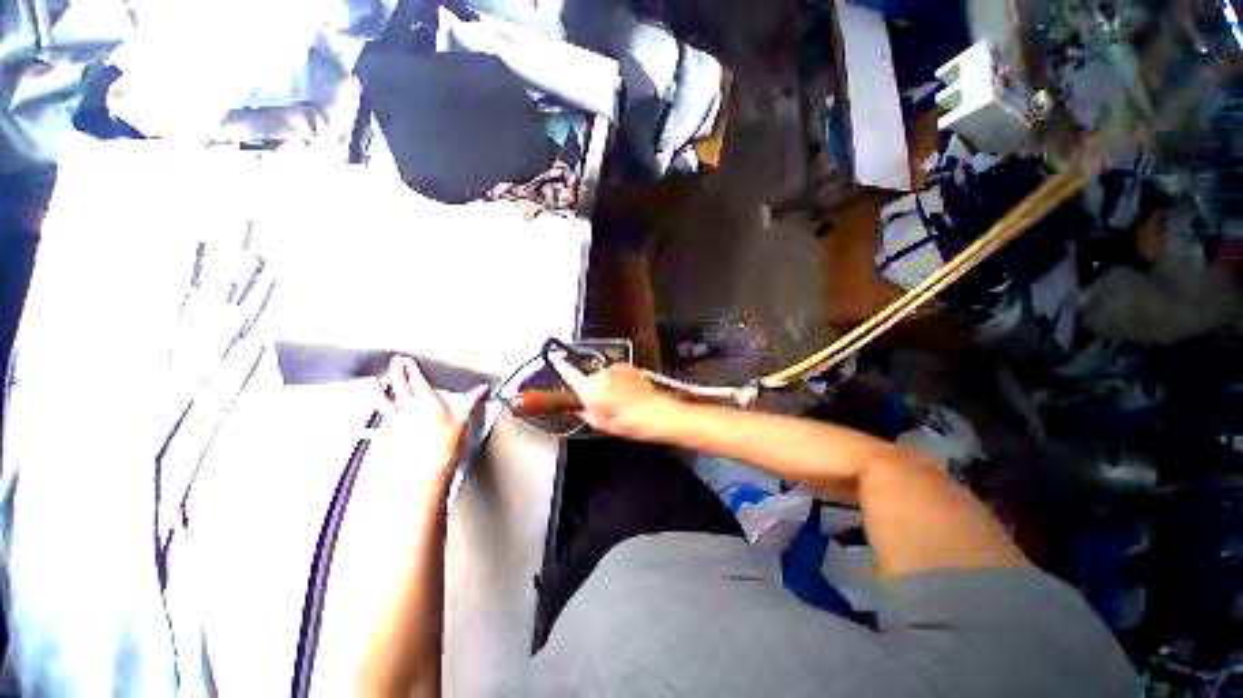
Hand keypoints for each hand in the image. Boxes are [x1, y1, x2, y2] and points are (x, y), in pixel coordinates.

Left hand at [377, 355, 486, 480]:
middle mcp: (409, 408)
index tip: (407, 360)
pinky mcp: (392, 431)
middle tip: (395, 361)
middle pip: (400, 385)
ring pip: (385, 398)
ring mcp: (398, 420)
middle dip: (397, 371)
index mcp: (428, 401)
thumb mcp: (464, 418)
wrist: (429, 468)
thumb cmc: (447, 444)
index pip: (417, 380)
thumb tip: (483, 389)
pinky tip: (381, 405)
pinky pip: (383, 413)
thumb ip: (472, 400)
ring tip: (375, 380)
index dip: (411, 368)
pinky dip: (380, 405)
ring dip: (380, 387)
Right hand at [550, 361, 676, 440]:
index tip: (555, 360)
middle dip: (592, 389)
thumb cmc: (629, 421)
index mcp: (590, 387)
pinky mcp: (630, 367)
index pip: (569, 373)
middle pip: (589, 378)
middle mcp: (602, 373)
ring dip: (608, 385)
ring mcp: (617, 368)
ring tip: (619, 402)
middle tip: (602, 405)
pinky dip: (619, 382)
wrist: (657, 413)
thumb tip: (577, 409)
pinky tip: (628, 395)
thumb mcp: (600, 424)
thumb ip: (584, 413)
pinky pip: (618, 374)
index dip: (560, 367)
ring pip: (604, 376)